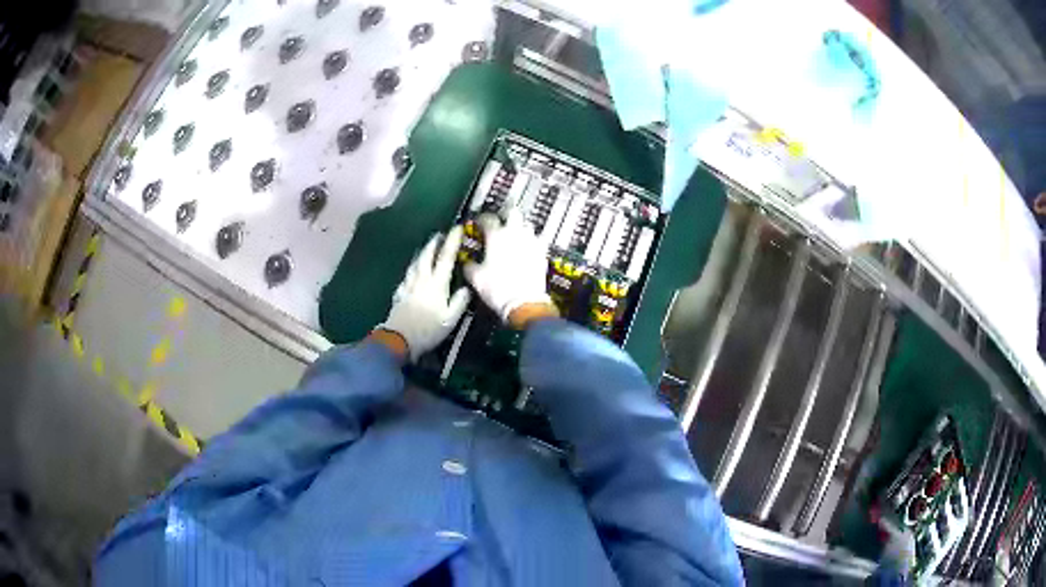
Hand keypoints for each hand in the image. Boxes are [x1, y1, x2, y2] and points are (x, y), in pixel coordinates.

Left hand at [376, 227, 470, 361]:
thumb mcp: (450, 319)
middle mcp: (422, 279)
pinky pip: (407, 275)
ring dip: (422, 252)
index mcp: (437, 284)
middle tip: (439, 235)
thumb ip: (459, 301)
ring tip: (426, 248)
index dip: (452, 242)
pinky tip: (413, 271)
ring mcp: (408, 285)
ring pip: (415, 263)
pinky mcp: (400, 293)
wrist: (399, 339)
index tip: (457, 228)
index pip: (446, 257)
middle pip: (427, 255)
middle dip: (434, 243)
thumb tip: (467, 288)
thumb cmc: (428, 330)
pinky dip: (413, 268)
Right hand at [464, 209, 555, 324]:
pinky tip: (528, 247)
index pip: (488, 218)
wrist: (525, 302)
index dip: (482, 219)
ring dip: (520, 227)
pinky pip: (538, 239)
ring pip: (527, 224)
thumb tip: (468, 263)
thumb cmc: (498, 289)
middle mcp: (515, 233)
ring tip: (514, 234)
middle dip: (506, 214)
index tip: (479, 223)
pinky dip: (532, 241)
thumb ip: (470, 265)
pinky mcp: (542, 252)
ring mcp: (531, 241)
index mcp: (496, 236)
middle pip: (512, 212)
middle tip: (501, 220)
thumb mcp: (476, 278)